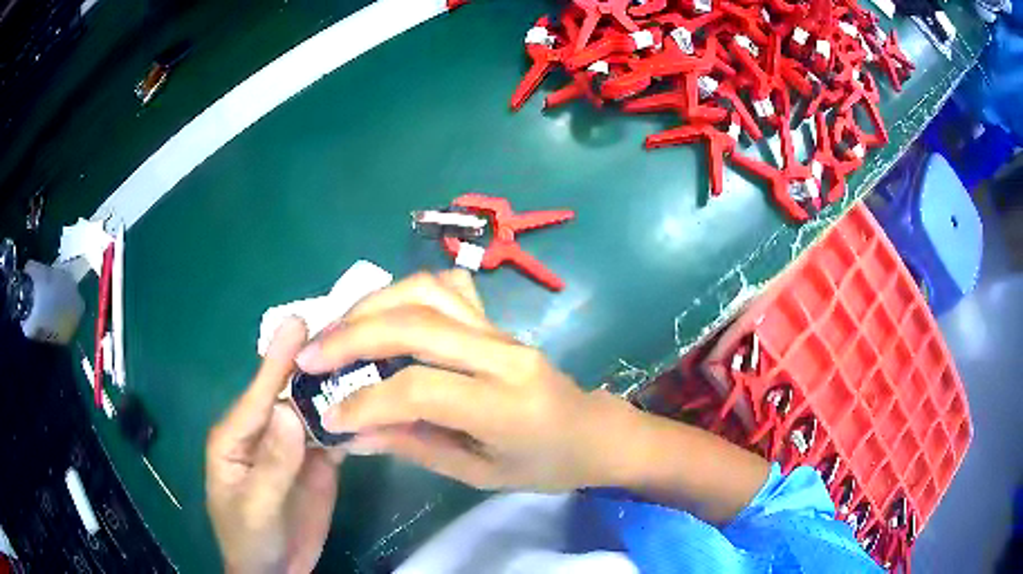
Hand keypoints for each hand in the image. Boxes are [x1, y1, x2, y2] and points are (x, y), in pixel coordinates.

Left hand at [206, 318, 343, 573]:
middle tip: (344, 332)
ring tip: (367, 361)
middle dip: (313, 365)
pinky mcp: (317, 463)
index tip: (298, 323)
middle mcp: (265, 432)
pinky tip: (374, 406)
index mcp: (237, 437)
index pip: (258, 394)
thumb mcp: (256, 507)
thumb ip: (271, 463)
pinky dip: (352, 422)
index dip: (276, 360)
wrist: (276, 572)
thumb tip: (288, 410)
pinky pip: (334, 437)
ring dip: (338, 390)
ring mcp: (293, 447)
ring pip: (315, 412)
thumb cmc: (250, 539)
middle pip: (289, 394)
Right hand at [294, 270, 623, 491]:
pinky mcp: (497, 320)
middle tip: (309, 355)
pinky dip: (403, 294)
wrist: (595, 432)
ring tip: (335, 332)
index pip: (419, 390)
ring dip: (370, 306)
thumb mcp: (481, 474)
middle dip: (351, 337)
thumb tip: (352, 433)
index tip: (328, 416)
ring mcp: (502, 329)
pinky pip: (446, 289)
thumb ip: (415, 447)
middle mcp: (504, 355)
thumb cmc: (545, 465)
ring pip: (426, 292)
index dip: (365, 402)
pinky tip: (380, 316)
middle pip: (415, 324)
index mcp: (506, 406)